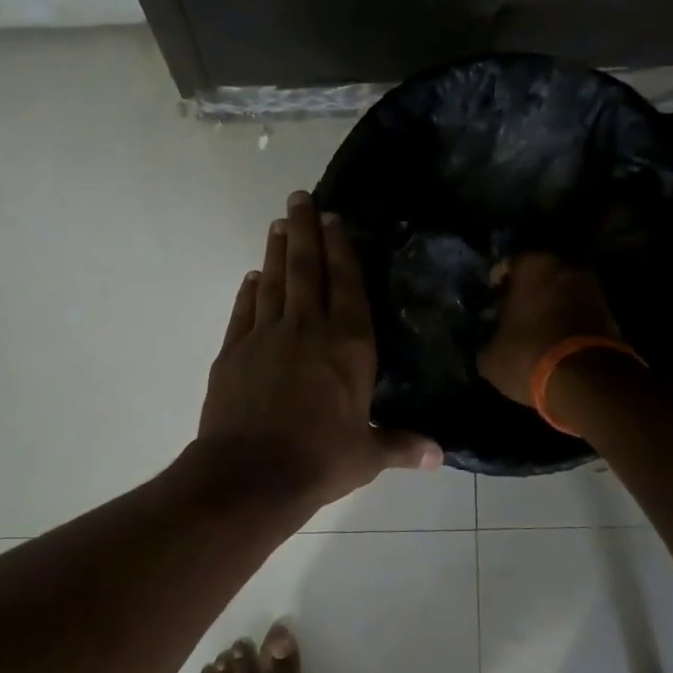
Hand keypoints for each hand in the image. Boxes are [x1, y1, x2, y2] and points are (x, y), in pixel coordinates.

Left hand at [198, 191, 441, 505]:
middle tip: (298, 198)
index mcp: (348, 346)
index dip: (341, 249)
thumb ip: (401, 445)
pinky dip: (248, 292)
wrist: (250, 475)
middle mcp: (307, 330)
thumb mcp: (367, 456)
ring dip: (276, 252)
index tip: (333, 218)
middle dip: (304, 231)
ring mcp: (265, 337)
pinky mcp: (233, 352)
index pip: (346, 285)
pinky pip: (243, 312)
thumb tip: (439, 455)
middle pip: (305, 269)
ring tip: (278, 224)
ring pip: (273, 283)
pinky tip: (251, 278)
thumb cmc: (319, 461)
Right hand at [478, 253, 619, 405]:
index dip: (498, 282)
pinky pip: (580, 311)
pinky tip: (555, 341)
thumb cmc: (527, 354)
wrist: (586, 381)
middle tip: (513, 313)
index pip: (508, 263)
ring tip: (535, 330)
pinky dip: (568, 321)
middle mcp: (566, 267)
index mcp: (532, 265)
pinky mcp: (611, 313)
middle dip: (527, 291)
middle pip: (540, 274)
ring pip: (562, 292)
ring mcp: (593, 288)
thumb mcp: (490, 353)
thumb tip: (490, 338)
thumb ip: (488, 336)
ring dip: (550, 306)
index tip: (491, 299)